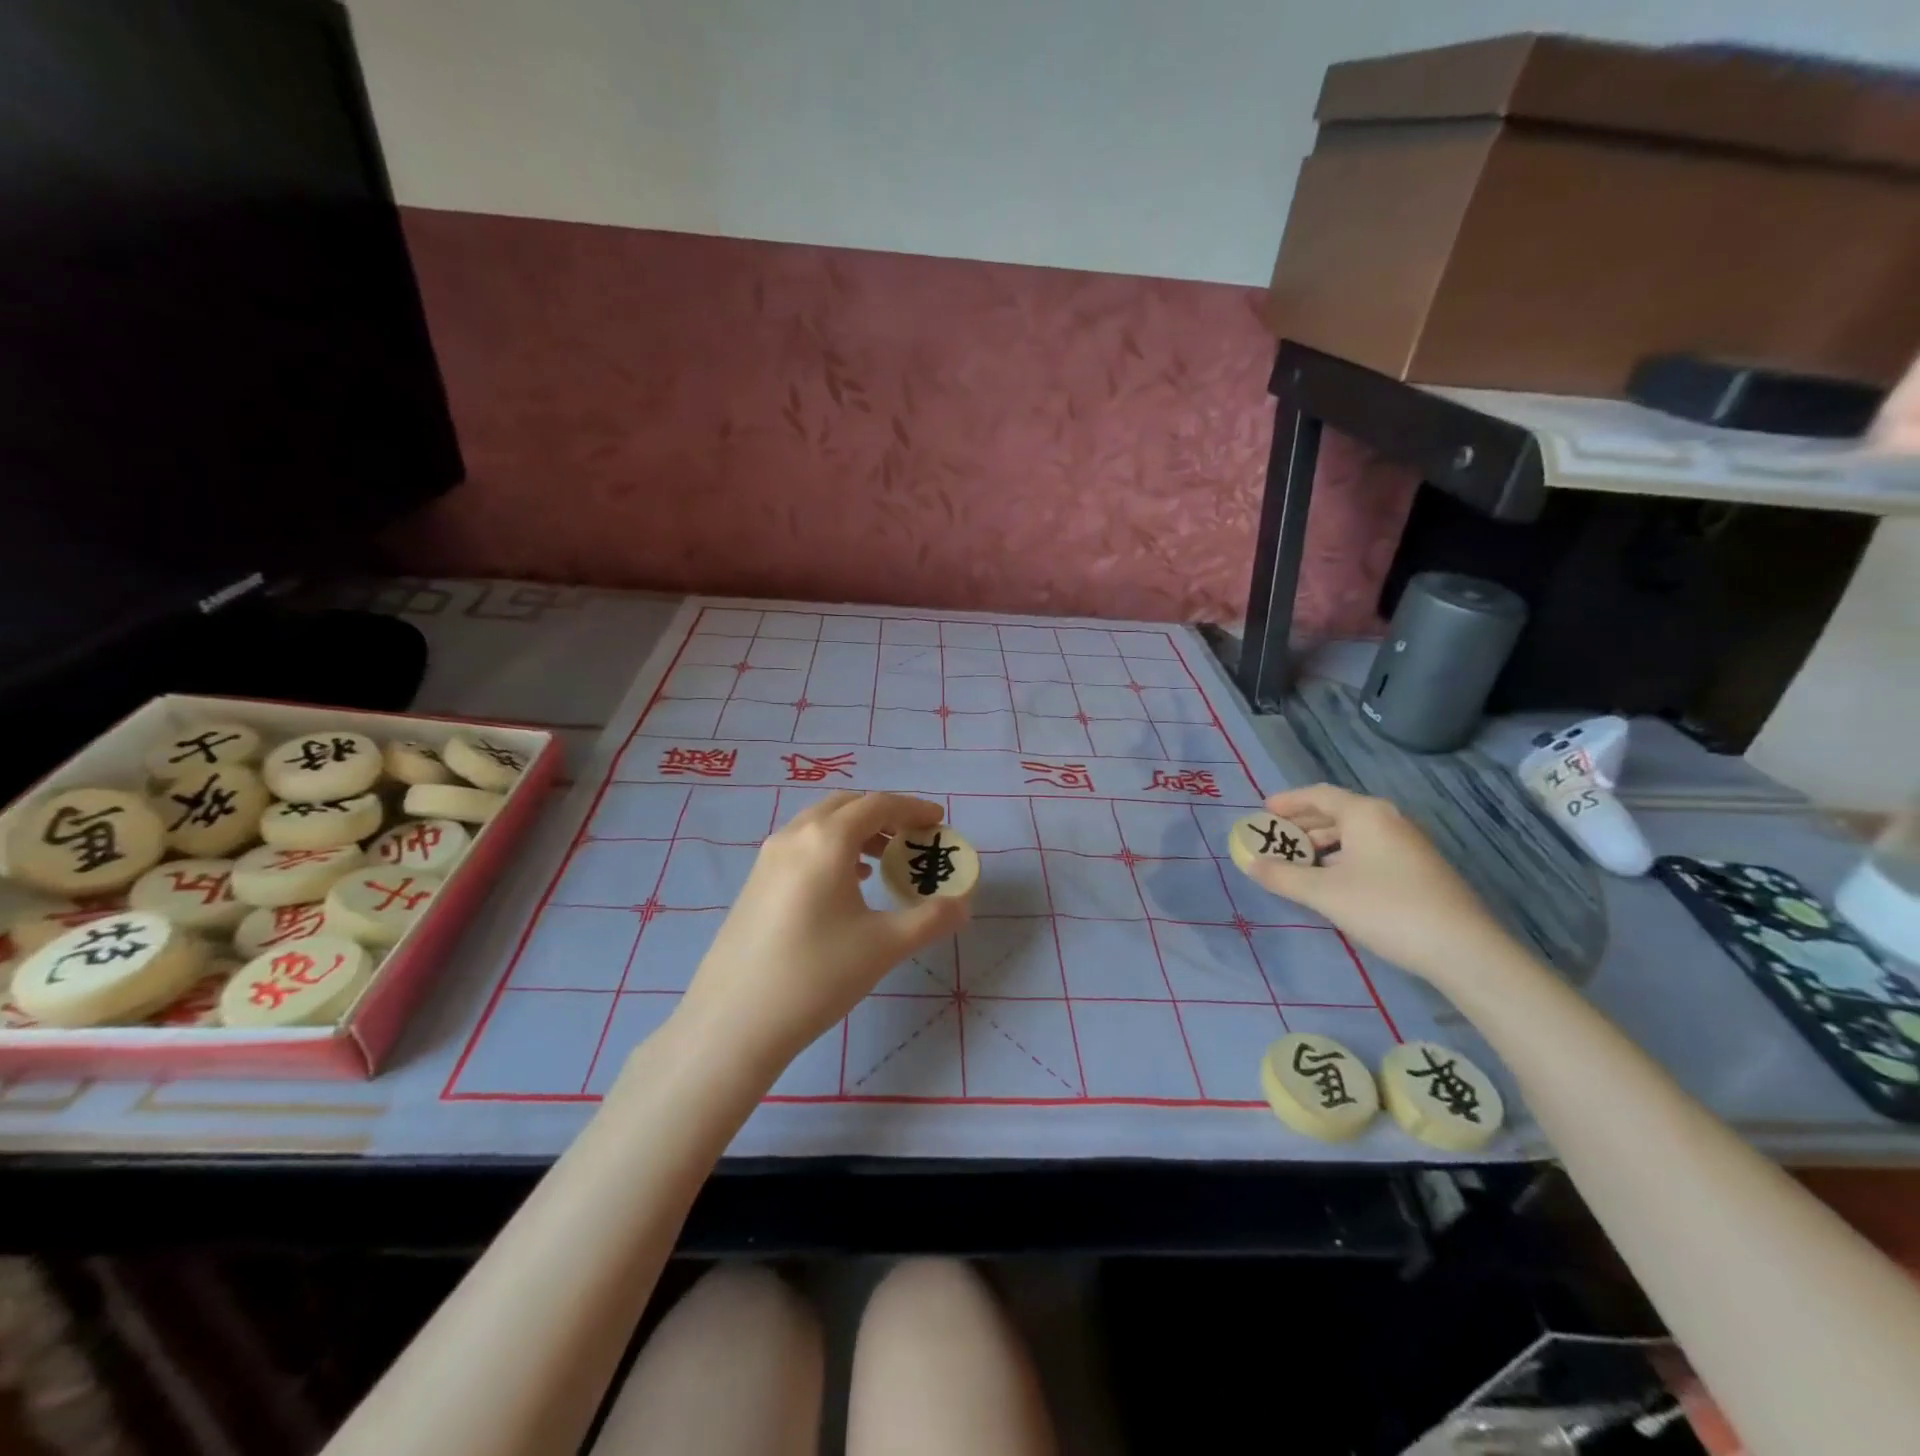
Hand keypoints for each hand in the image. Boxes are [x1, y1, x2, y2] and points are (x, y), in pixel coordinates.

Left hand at [679, 792, 969, 1065]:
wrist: (734, 1022)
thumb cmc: (817, 975)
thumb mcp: (884, 946)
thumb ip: (931, 920)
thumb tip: (963, 905)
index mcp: (826, 840)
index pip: (877, 805)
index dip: (912, 808)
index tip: (938, 821)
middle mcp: (793, 836)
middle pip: (846, 806)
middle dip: (884, 815)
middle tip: (913, 839)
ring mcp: (768, 858)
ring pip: (819, 825)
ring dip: (855, 831)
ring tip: (883, 861)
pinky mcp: (754, 882)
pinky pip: (801, 846)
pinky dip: (831, 849)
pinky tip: (846, 884)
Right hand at [1241, 784, 1514, 982]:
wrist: (1463, 949)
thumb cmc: (1386, 908)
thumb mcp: (1324, 893)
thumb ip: (1282, 875)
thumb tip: (1249, 862)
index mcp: (1366, 813)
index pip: (1319, 795)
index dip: (1288, 802)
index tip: (1263, 812)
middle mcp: (1388, 820)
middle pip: (1337, 812)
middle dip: (1303, 825)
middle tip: (1275, 839)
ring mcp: (1408, 844)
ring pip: (1355, 834)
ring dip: (1323, 844)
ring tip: (1298, 863)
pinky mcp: (1419, 868)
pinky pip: (1370, 850)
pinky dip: (1344, 857)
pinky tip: (1333, 881)